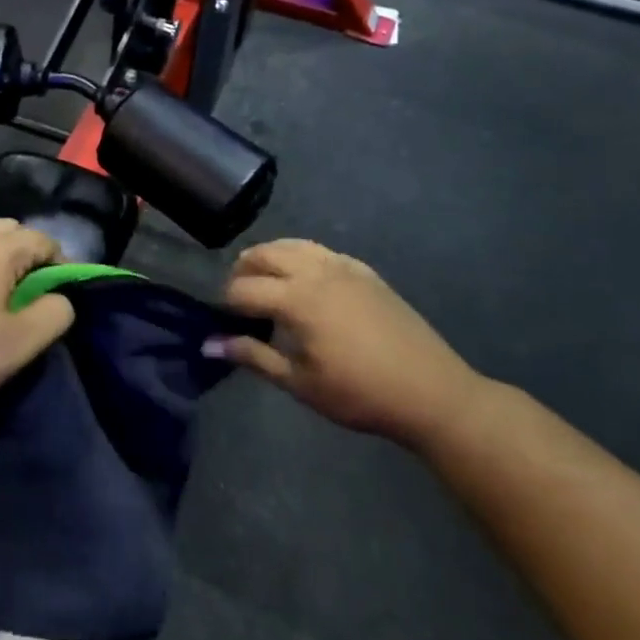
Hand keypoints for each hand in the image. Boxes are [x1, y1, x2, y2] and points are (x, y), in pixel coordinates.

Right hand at [213, 240, 486, 449]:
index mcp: (296, 300)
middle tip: (238, 299)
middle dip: (242, 271)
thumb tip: (208, 345)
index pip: (243, 289)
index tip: (222, 322)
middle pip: (264, 255)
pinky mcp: (365, 272)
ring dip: (270, 257)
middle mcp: (316, 272)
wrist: (430, 392)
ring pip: (293, 245)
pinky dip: (300, 256)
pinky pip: (321, 251)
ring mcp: (343, 267)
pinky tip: (303, 278)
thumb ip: (253, 356)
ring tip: (263, 281)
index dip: (226, 303)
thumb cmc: (359, 394)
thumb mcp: (299, 383)